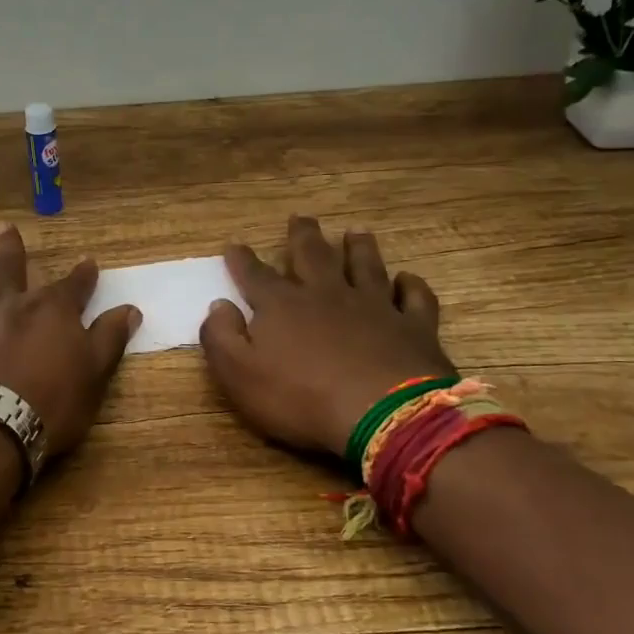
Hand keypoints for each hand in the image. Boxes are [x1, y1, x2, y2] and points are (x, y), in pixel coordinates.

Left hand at [0, 222, 140, 460]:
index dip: (82, 276)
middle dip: (9, 249)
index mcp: (48, 311)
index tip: (89, 262)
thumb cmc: (47, 404)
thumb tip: (130, 308)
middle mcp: (4, 307)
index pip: (72, 287)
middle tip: (3, 227)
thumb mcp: (93, 375)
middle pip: (9, 271)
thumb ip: (109, 339)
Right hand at [199, 216, 452, 457]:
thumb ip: (221, 337)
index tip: (234, 245)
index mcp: (283, 306)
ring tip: (355, 232)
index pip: (256, 275)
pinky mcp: (414, 326)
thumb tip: (218, 305)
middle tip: (300, 218)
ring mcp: (375, 306)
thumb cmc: (301, 398)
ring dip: (359, 247)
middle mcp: (328, 294)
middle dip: (303, 236)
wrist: (382, 415)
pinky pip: (414, 297)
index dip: (242, 260)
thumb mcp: (239, 375)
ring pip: (365, 266)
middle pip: (313, 256)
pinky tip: (407, 279)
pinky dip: (410, 285)